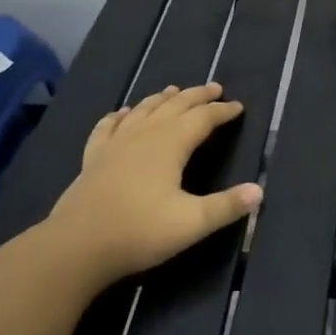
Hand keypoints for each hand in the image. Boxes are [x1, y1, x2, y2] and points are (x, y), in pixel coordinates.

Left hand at [44, 82, 261, 289]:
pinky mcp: (93, 157)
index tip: (238, 107)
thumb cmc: (139, 231)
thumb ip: (226, 206)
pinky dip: (119, 116)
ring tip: (174, 90)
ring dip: (162, 98)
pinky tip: (121, 113)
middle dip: (197, 96)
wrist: (77, 246)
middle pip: (175, 105)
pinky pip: (108, 126)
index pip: (203, 118)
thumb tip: (259, 192)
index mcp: (171, 144)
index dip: (222, 111)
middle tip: (215, 88)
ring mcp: (115, 143)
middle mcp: (144, 134)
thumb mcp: (191, 223)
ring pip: (143, 110)